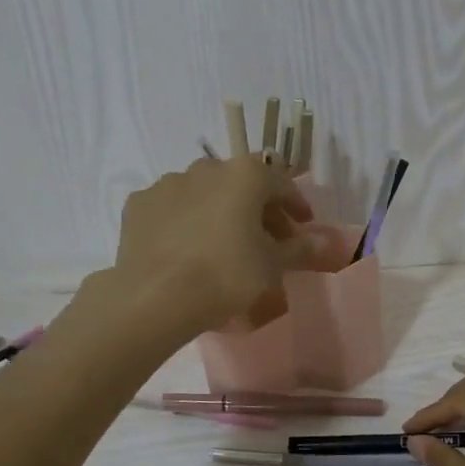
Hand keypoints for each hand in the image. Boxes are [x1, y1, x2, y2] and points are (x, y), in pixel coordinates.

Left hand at [114, 156, 322, 333]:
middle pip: (241, 184)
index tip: (303, 227)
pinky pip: (172, 208)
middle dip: (257, 209)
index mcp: (245, 176)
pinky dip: (186, 221)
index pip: (281, 184)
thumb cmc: (226, 275)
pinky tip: (187, 248)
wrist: (155, 297)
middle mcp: (206, 169)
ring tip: (224, 244)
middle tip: (267, 240)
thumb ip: (300, 248)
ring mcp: (167, 184)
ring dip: (220, 211)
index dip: (296, 206)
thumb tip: (326, 241)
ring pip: (204, 192)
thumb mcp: (273, 265)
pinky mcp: (138, 205)